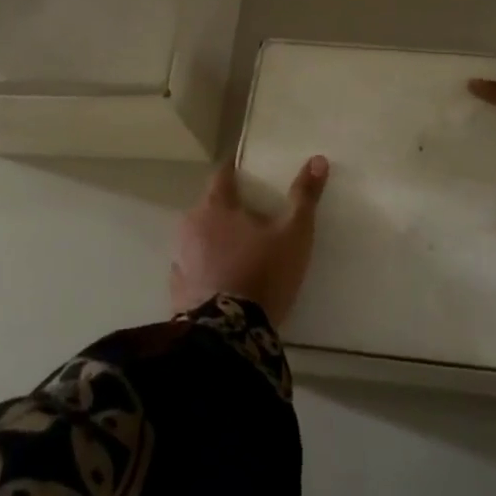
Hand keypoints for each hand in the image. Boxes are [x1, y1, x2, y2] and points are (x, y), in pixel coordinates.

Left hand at [170, 156, 329, 322]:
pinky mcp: (176, 289)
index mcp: (216, 207)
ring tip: (240, 248)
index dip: (235, 169)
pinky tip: (224, 278)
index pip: (222, 174)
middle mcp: (190, 226)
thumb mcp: (294, 233)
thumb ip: (304, 196)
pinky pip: (193, 266)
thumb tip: (318, 159)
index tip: (248, 169)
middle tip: (253, 214)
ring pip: (199, 237)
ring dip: (215, 237)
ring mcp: (179, 259)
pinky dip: (206, 265)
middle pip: (209, 206)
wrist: (228, 336)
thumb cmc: (263, 273)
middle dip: (228, 207)